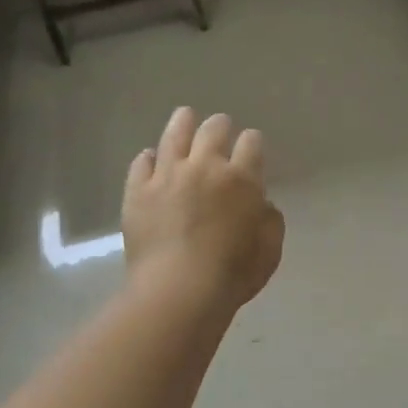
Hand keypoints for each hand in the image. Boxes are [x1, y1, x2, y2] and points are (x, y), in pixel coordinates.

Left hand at [123, 108, 284, 312]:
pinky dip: (148, 157)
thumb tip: (261, 204)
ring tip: (185, 116)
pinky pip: (141, 163)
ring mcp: (167, 176)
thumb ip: (270, 220)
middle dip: (220, 126)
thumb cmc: (232, 273)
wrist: (178, 290)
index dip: (252, 142)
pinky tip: (151, 157)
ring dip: (183, 122)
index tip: (252, 146)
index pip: (251, 144)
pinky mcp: (138, 191)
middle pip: (213, 130)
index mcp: (241, 179)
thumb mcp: (270, 249)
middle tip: (220, 127)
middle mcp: (204, 167)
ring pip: (174, 135)